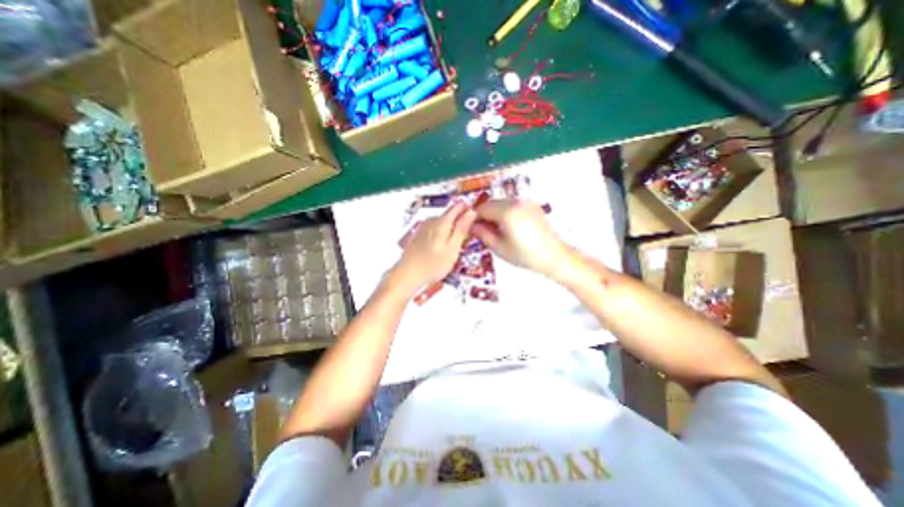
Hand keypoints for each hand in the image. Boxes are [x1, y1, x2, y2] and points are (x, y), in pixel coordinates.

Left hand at [391, 203, 475, 294]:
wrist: (406, 276)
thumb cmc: (432, 265)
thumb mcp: (452, 249)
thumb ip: (461, 229)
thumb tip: (471, 211)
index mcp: (442, 222)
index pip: (458, 206)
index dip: (469, 211)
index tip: (476, 222)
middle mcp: (431, 221)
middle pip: (451, 215)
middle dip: (460, 224)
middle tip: (466, 241)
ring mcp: (424, 228)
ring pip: (443, 223)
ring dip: (451, 231)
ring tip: (453, 249)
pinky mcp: (419, 235)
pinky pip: (435, 230)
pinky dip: (442, 236)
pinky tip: (441, 250)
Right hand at [475, 197, 569, 276]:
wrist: (554, 256)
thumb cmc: (525, 255)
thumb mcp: (499, 248)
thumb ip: (482, 234)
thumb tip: (471, 226)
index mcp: (507, 212)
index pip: (482, 208)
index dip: (474, 218)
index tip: (472, 230)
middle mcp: (516, 201)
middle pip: (491, 203)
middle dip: (484, 215)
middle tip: (483, 232)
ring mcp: (525, 201)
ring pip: (501, 203)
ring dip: (494, 213)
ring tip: (497, 231)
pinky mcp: (532, 205)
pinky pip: (512, 204)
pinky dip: (506, 212)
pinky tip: (509, 227)